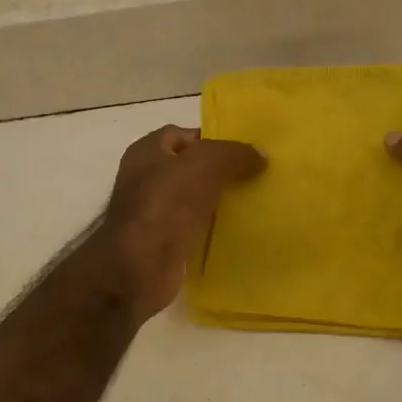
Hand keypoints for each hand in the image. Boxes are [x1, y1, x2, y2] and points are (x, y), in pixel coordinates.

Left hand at [98, 126, 265, 320]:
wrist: (142, 265)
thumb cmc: (168, 202)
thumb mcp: (207, 164)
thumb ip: (235, 153)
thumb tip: (260, 154)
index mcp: (146, 152)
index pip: (182, 136)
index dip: (212, 140)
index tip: (243, 153)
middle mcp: (144, 179)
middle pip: (188, 169)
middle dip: (219, 172)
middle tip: (253, 177)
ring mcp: (151, 214)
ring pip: (192, 200)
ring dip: (217, 203)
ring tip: (251, 203)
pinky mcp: (161, 244)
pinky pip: (192, 229)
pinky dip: (211, 230)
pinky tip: (235, 232)